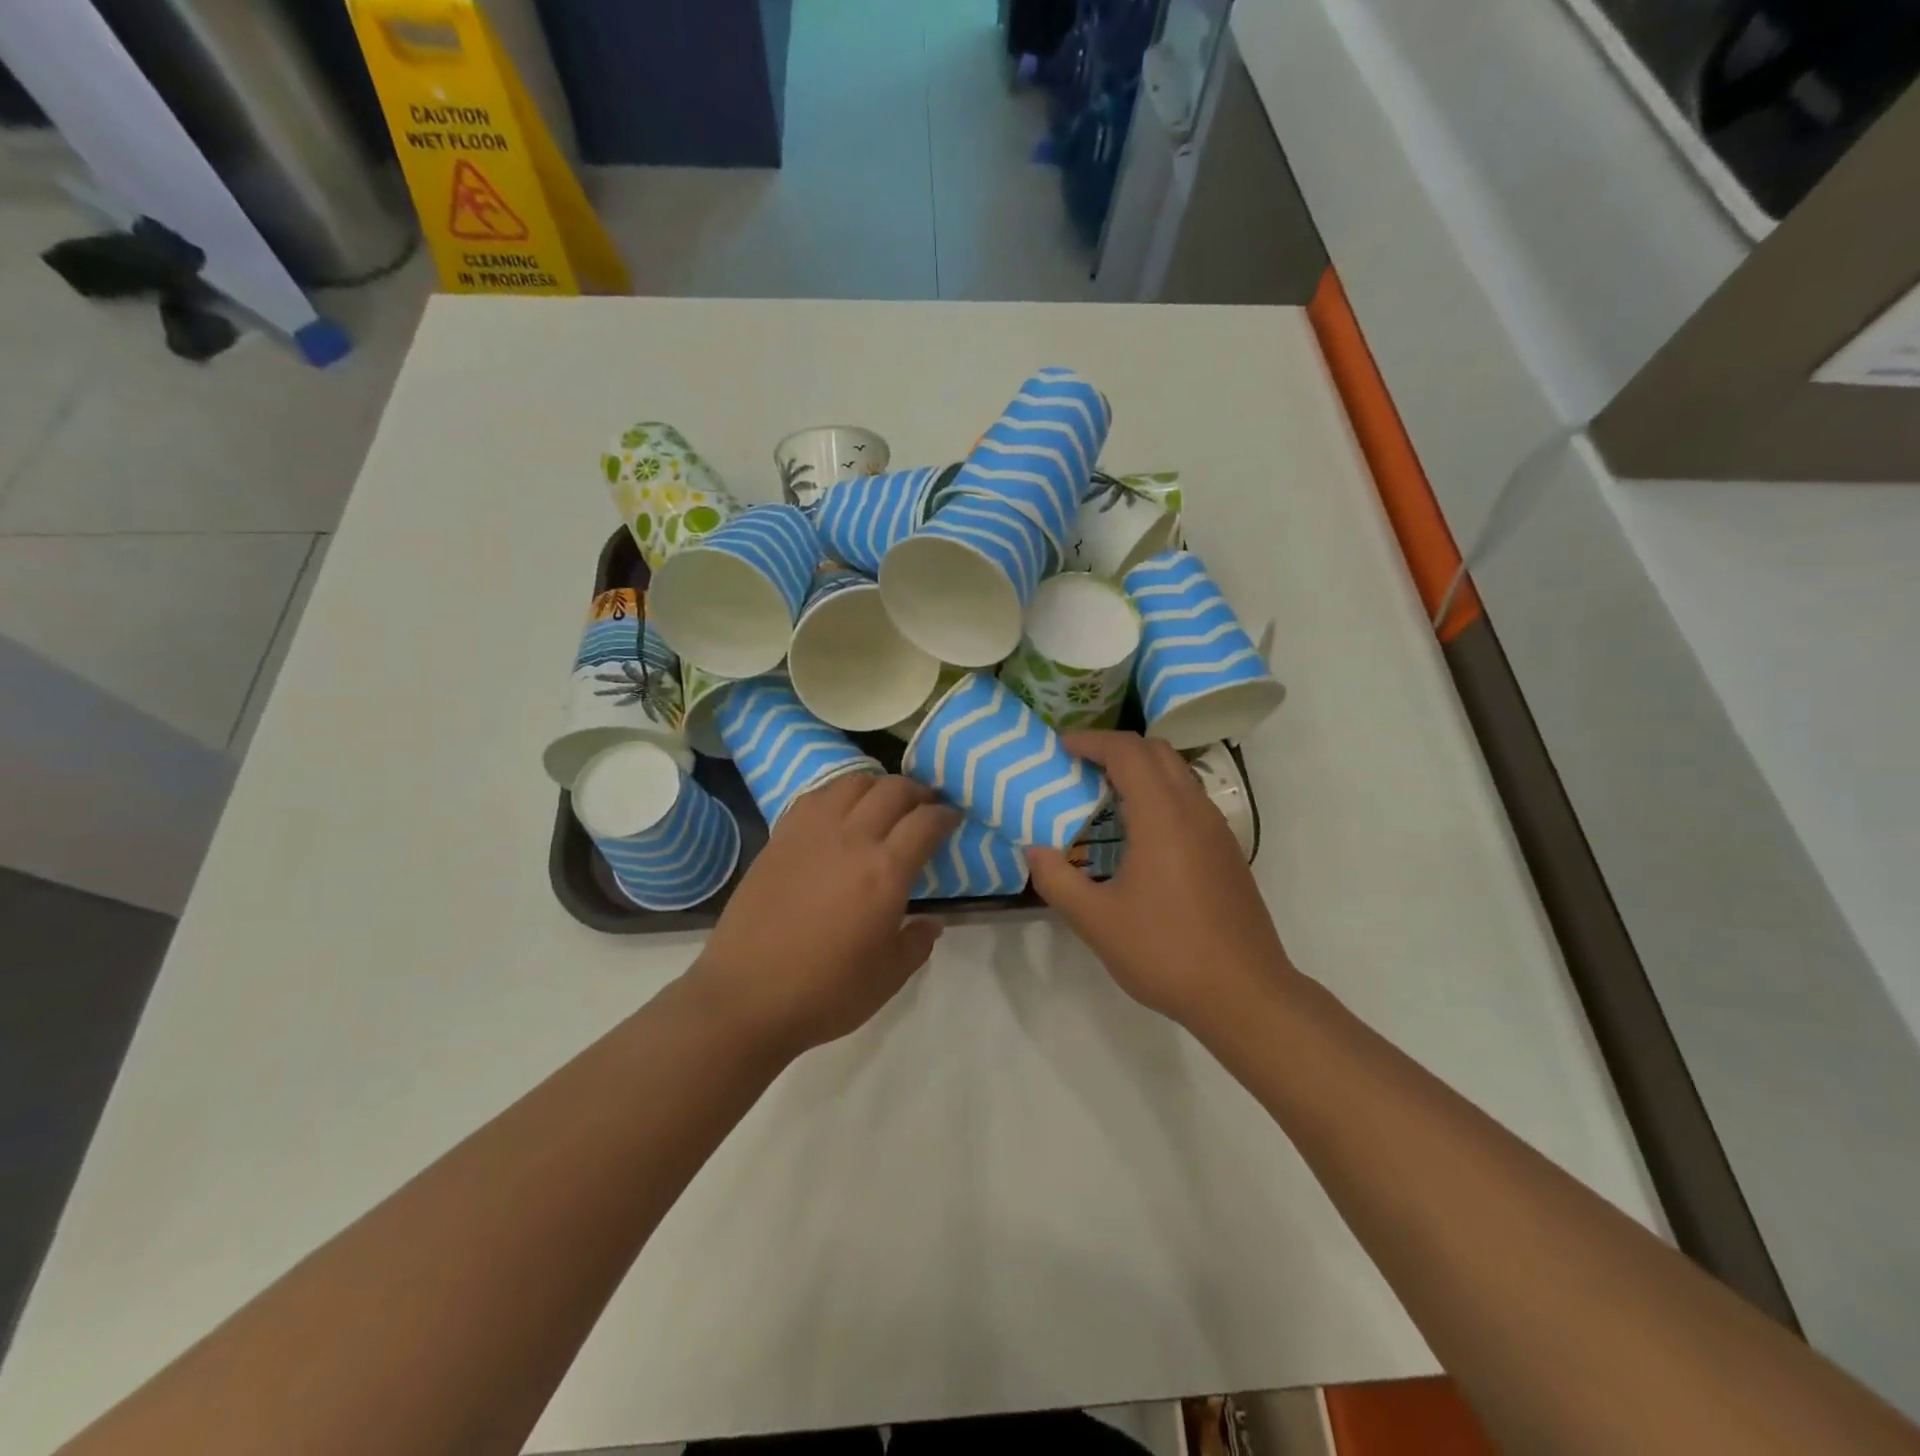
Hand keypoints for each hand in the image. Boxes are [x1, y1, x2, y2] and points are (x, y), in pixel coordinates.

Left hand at [692, 773, 961, 1060]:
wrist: (746, 996)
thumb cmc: (825, 992)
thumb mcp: (888, 977)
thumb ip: (917, 942)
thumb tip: (932, 922)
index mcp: (885, 872)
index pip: (925, 822)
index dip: (945, 814)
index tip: (952, 818)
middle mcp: (852, 839)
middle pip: (893, 790)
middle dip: (917, 792)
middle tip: (924, 806)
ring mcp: (812, 832)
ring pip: (853, 783)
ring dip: (877, 786)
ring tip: (883, 803)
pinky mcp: (780, 836)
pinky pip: (816, 795)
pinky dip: (838, 793)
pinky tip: (840, 810)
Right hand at [1029, 732, 1293, 1034]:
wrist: (1244, 994)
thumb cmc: (1165, 952)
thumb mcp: (1096, 921)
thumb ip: (1057, 880)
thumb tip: (1034, 850)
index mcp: (1163, 817)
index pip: (1128, 753)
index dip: (1092, 741)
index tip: (1062, 748)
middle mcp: (1195, 810)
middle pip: (1156, 752)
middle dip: (1116, 748)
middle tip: (1080, 765)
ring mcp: (1217, 830)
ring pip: (1178, 774)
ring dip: (1141, 770)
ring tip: (1104, 795)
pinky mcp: (1227, 851)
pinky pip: (1189, 800)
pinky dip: (1159, 794)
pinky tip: (1138, 833)